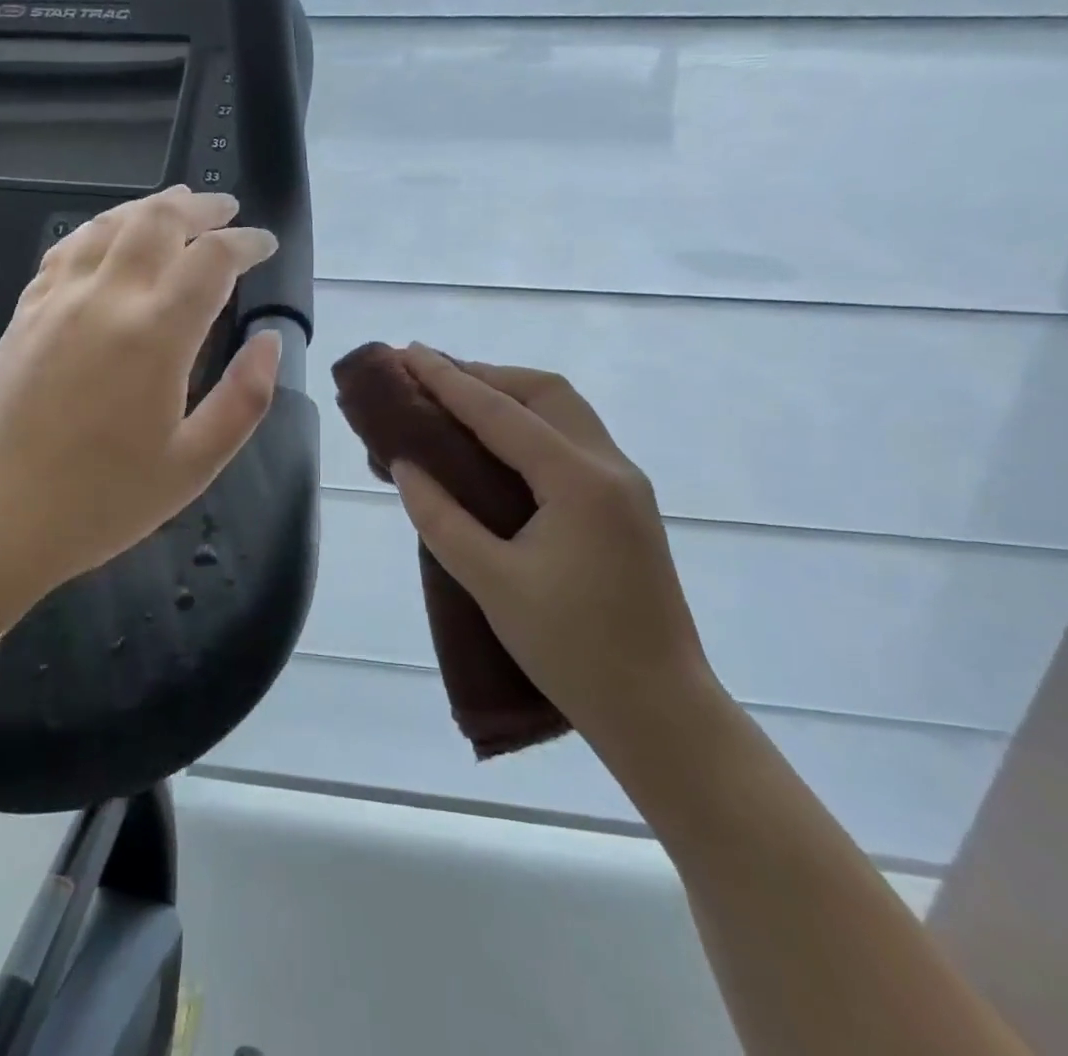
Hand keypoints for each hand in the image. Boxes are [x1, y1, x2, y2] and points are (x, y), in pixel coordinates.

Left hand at [0, 186, 282, 603]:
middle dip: (198, 207)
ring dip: (149, 208)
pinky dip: (100, 228)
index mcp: (156, 333)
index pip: (212, 258)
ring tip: (176, 206)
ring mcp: (57, 299)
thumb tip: (270, 341)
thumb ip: (244, 398)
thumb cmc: (100, 502)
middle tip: (225, 209)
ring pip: (108, 223)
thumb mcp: (193, 465)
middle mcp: (106, 297)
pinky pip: (67, 247)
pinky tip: (108, 237)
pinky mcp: (25, 312)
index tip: (265, 244)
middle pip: (157, 221)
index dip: (246, 242)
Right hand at [389, 344, 715, 740]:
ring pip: (563, 412)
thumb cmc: (574, 651)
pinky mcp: (625, 506)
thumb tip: (404, 465)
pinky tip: (497, 445)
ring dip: (509, 395)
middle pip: (543, 392)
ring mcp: (624, 485)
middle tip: (429, 375)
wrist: (663, 714)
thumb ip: (441, 518)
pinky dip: (529, 424)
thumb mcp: (492, 583)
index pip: (500, 412)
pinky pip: (571, 441)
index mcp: (578, 480)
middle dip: (484, 374)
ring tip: (456, 399)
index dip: (448, 380)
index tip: (407, 353)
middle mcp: (609, 466)